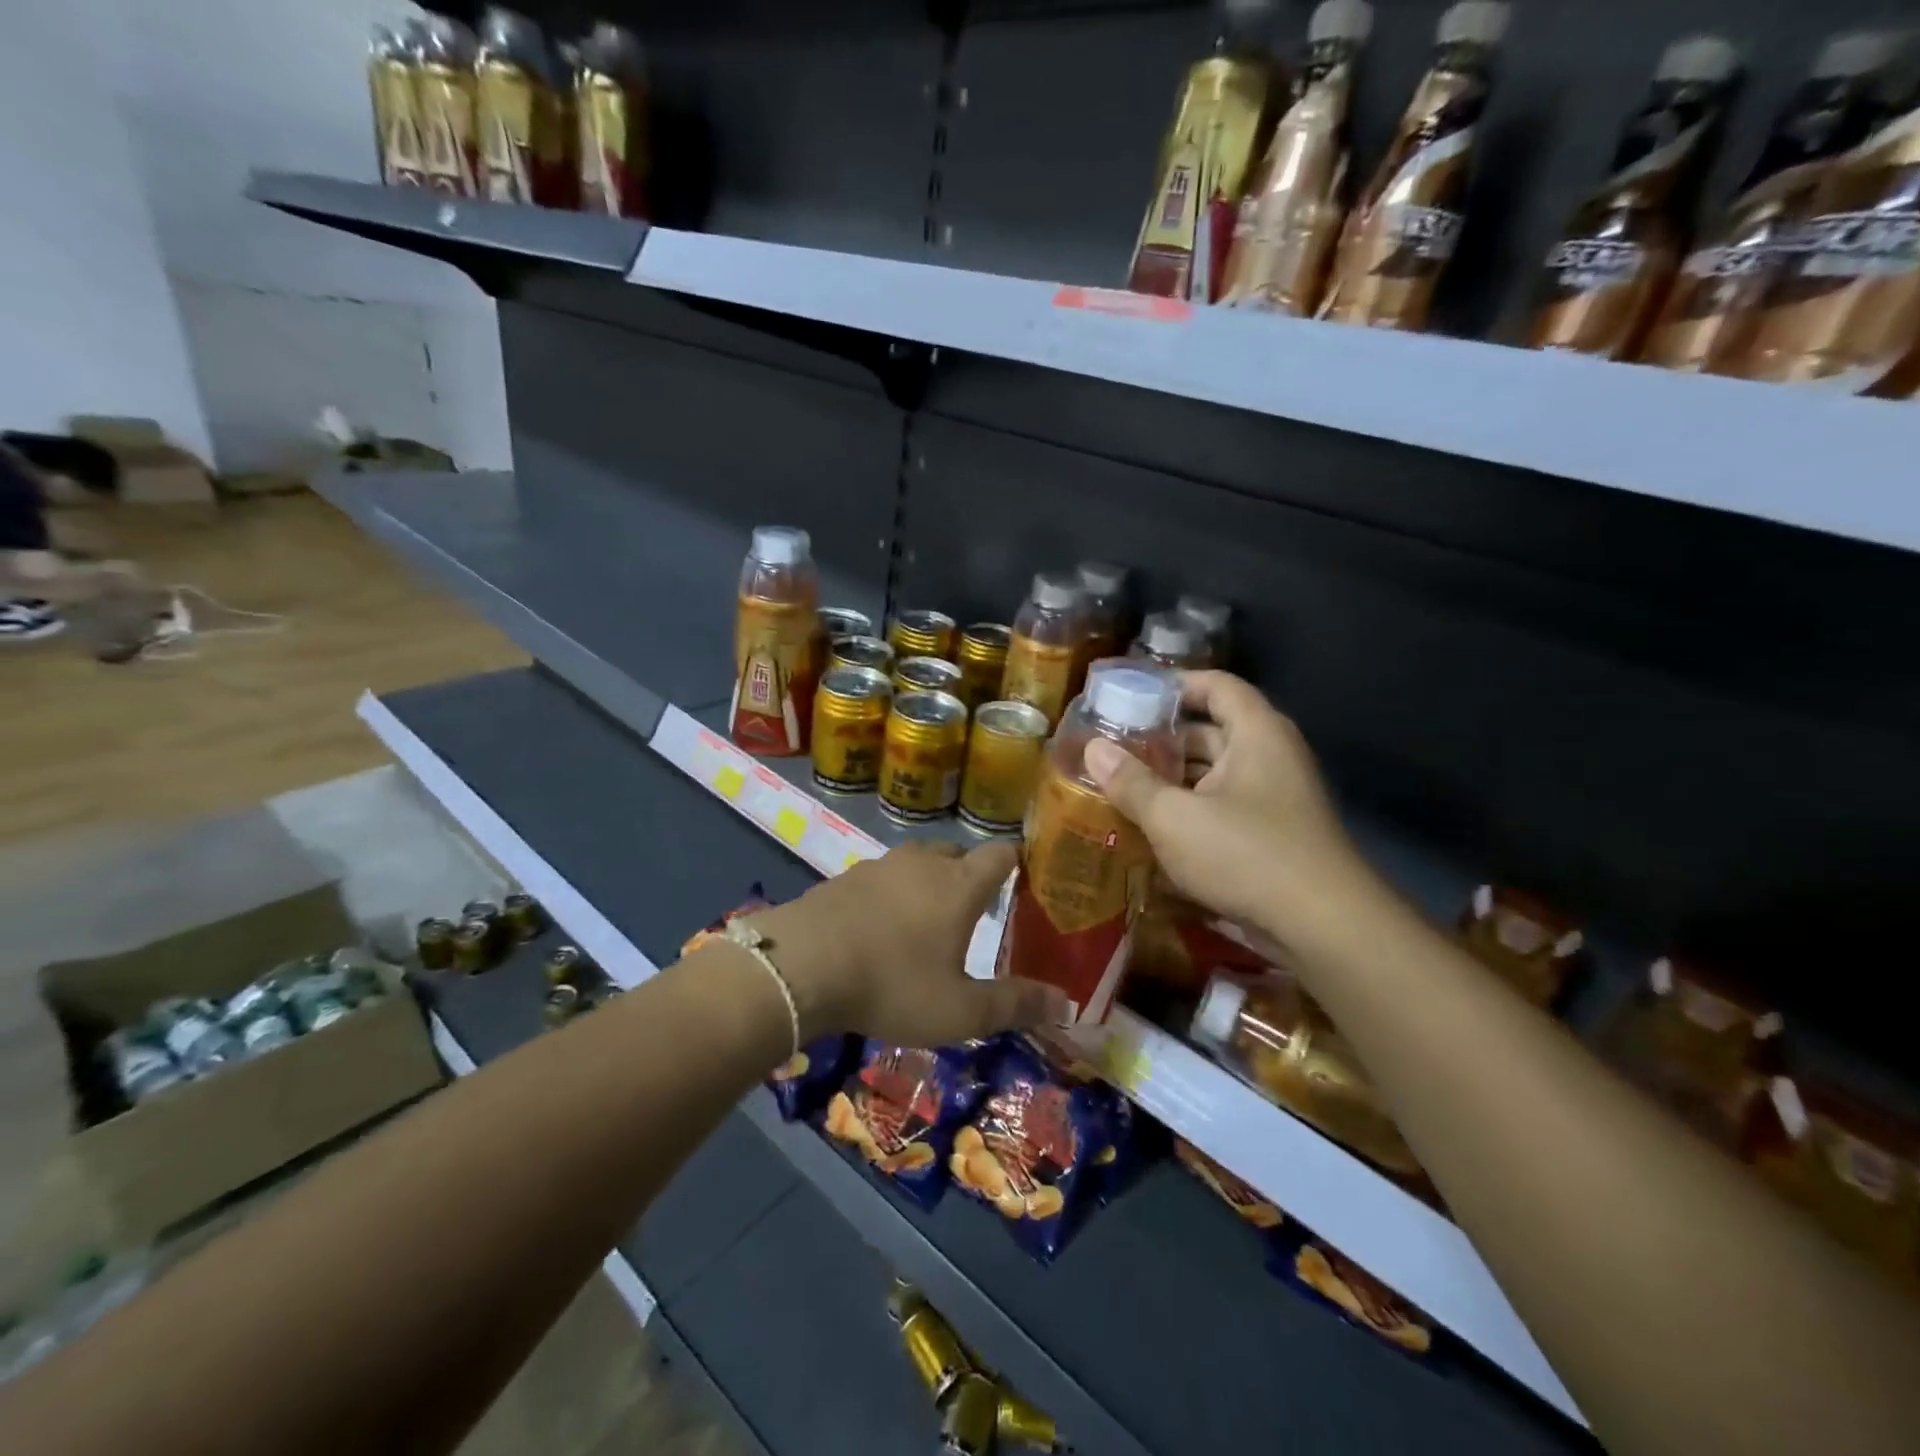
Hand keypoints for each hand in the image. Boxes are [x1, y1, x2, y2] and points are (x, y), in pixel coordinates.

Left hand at [753, 841, 1067, 1045]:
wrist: (801, 966)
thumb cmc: (892, 985)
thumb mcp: (960, 1010)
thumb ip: (1015, 1005)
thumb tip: (1068, 1004)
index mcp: (960, 884)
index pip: (1002, 853)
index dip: (1019, 861)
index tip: (1029, 877)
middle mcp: (924, 863)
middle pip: (959, 853)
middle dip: (973, 874)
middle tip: (979, 910)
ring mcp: (881, 865)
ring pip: (919, 861)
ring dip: (932, 881)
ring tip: (931, 919)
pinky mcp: (846, 876)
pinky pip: (885, 875)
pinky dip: (895, 892)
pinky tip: (883, 926)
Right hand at [1084, 671, 1375, 951]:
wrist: (1323, 928)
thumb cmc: (1246, 854)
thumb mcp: (1174, 818)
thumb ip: (1131, 782)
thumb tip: (1093, 749)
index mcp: (1256, 734)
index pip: (1215, 685)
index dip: (1173, 685)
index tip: (1129, 696)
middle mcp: (1270, 756)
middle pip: (1211, 731)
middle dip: (1161, 739)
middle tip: (1113, 747)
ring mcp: (1274, 797)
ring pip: (1214, 773)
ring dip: (1172, 778)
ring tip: (1121, 785)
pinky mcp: (1272, 833)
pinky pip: (1223, 806)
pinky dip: (1190, 808)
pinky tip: (1153, 825)